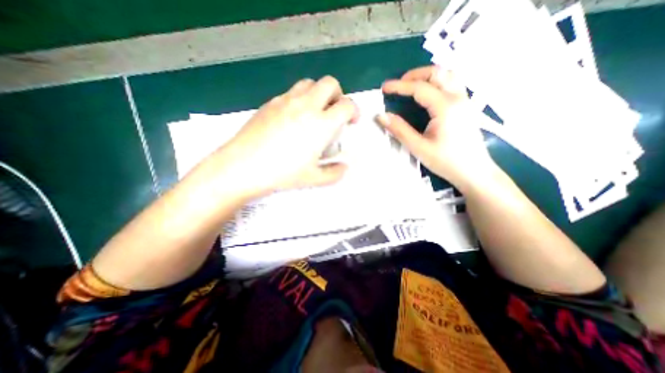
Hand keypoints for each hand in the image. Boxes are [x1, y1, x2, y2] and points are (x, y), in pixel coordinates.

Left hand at [219, 75, 354, 197]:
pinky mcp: (270, 103)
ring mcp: (286, 101)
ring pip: (309, 83)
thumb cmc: (282, 173)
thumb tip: (344, 167)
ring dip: (318, 94)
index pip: (347, 105)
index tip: (351, 121)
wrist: (244, 166)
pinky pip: (291, 92)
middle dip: (338, 95)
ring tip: (314, 113)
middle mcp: (306, 105)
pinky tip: (293, 119)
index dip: (354, 111)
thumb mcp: (314, 179)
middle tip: (334, 113)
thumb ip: (334, 173)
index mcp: (322, 123)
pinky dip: (300, 99)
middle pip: (330, 83)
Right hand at [377, 64, 495, 190]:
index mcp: (445, 107)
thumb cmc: (446, 161)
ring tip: (412, 85)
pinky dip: (438, 82)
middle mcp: (458, 97)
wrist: (474, 172)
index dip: (399, 86)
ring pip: (448, 75)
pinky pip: (453, 84)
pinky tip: (430, 93)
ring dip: (428, 75)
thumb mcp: (419, 147)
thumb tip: (381, 116)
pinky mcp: (467, 106)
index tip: (384, 87)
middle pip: (438, 73)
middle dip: (415, 74)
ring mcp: (466, 100)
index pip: (419, 88)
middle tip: (398, 85)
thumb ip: (399, 130)